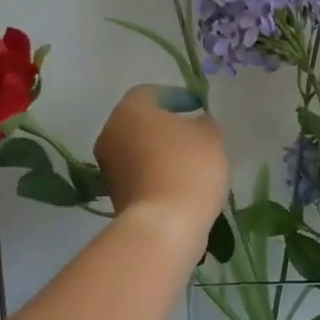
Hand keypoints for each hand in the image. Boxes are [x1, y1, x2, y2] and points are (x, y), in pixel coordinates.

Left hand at [94, 86, 228, 241]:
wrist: (164, 226)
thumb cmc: (188, 169)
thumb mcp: (210, 136)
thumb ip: (203, 122)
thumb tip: (195, 125)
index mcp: (129, 110)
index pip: (150, 92)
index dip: (176, 96)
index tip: (197, 107)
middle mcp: (111, 134)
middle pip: (140, 122)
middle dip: (166, 126)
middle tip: (194, 134)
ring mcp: (109, 167)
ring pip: (138, 150)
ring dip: (160, 153)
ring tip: (191, 163)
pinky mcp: (115, 195)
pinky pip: (139, 175)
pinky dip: (157, 175)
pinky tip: (180, 185)